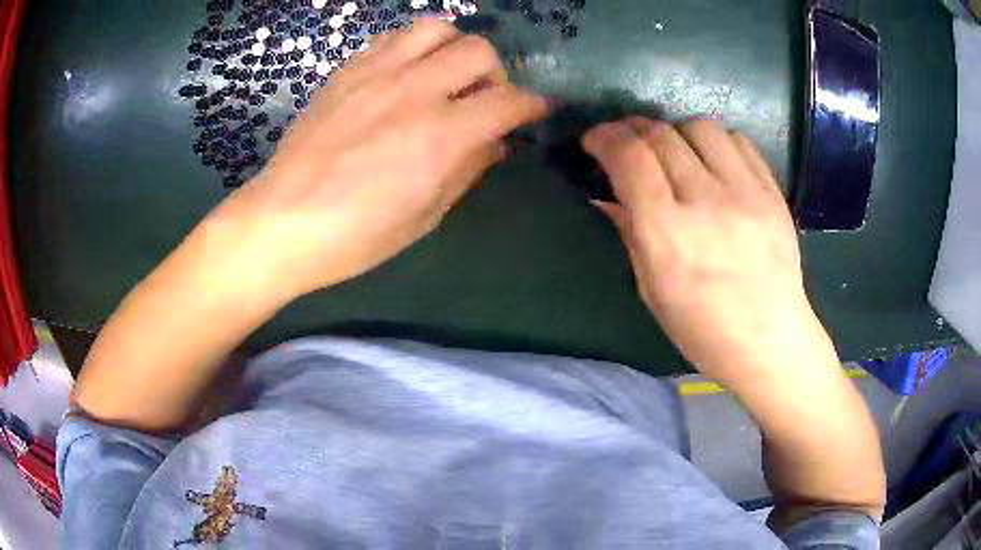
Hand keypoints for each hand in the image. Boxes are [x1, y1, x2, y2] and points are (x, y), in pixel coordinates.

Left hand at [206, 19, 547, 298]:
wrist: (282, 220)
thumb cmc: (355, 235)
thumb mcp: (425, 215)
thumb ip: (467, 170)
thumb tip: (495, 143)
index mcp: (440, 136)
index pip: (508, 100)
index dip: (532, 104)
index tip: (534, 111)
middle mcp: (414, 91)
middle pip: (479, 51)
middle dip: (495, 74)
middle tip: (483, 99)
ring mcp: (376, 74)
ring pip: (437, 29)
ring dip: (455, 48)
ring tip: (445, 75)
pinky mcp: (347, 71)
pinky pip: (393, 38)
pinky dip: (413, 48)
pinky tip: (406, 73)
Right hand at [582, 118, 833, 385]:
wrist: (770, 339)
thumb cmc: (704, 329)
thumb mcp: (652, 290)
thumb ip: (630, 233)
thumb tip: (606, 194)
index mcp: (669, 236)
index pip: (631, 158)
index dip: (606, 138)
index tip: (595, 140)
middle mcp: (707, 204)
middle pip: (661, 135)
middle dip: (633, 130)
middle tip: (627, 143)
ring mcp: (746, 193)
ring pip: (699, 127)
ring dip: (675, 133)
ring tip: (674, 153)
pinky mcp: (772, 191)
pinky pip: (736, 140)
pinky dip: (713, 142)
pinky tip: (710, 162)